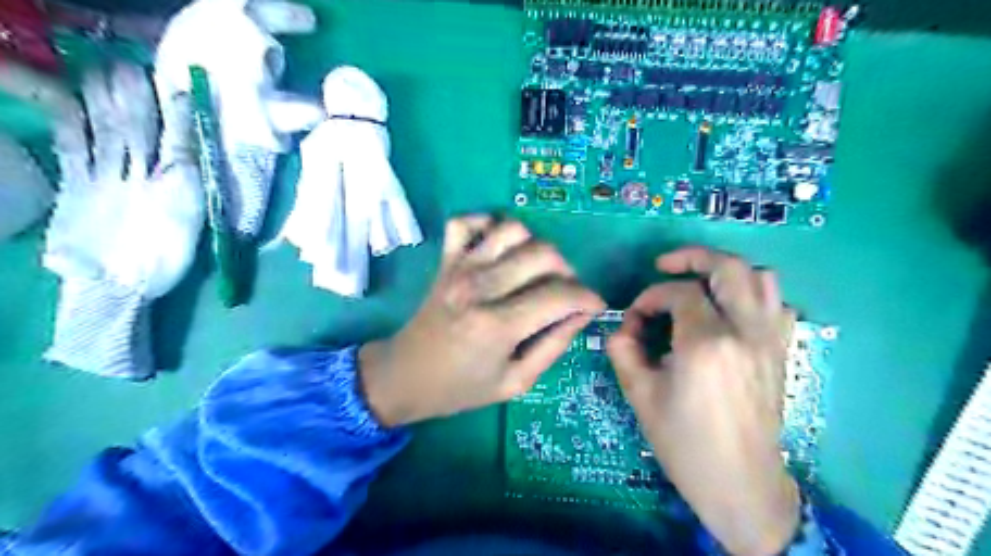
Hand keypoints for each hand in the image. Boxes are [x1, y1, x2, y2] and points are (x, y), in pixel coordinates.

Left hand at [359, 217, 604, 424]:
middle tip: (565, 293)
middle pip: (543, 254)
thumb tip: (582, 315)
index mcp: (498, 325)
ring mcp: (459, 267)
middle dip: (568, 271)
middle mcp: (480, 287)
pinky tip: (498, 247)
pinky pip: (466, 222)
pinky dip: (487, 224)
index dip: (588, 298)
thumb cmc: (460, 387)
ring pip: (513, 229)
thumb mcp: (515, 382)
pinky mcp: (445, 259)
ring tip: (535, 272)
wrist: (404, 376)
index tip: (595, 306)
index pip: (560, 295)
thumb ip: (553, 346)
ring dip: (535, 246)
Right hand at [609, 248, 799, 554]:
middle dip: (692, 256)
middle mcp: (745, 331)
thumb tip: (623, 326)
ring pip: (762, 277)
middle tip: (666, 265)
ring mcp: (770, 340)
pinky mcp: (781, 351)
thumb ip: (623, 350)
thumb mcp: (639, 395)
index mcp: (707, 343)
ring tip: (700, 283)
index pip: (679, 293)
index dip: (650, 297)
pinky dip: (753, 294)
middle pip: (729, 266)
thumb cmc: (684, 442)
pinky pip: (778, 304)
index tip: (634, 318)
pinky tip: (731, 310)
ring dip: (726, 271)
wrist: (739, 482)